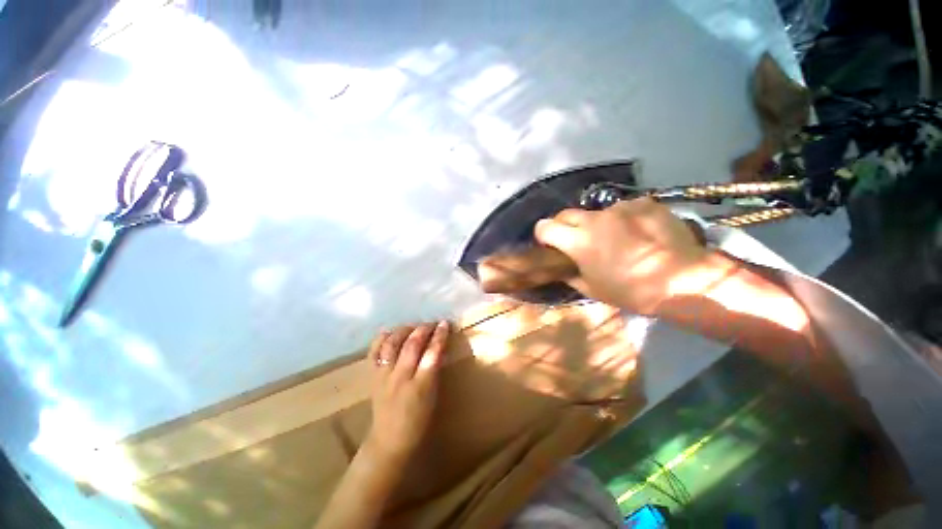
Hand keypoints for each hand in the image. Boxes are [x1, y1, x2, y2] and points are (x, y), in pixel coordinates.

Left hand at [364, 321, 449, 462]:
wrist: (389, 441)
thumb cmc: (418, 421)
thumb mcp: (433, 396)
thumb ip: (434, 370)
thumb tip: (437, 347)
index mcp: (420, 386)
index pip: (432, 353)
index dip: (439, 336)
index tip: (445, 323)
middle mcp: (400, 378)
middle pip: (412, 344)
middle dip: (424, 328)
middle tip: (432, 323)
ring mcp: (383, 376)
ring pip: (392, 343)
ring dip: (404, 330)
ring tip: (413, 326)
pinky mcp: (372, 376)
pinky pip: (374, 351)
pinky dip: (381, 338)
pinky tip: (389, 332)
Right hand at [535, 198, 709, 314]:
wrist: (684, 279)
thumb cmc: (631, 291)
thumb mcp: (593, 290)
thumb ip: (571, 276)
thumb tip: (562, 269)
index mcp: (578, 241)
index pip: (544, 227)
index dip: (542, 235)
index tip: (549, 243)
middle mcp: (594, 219)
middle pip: (566, 214)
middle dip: (564, 225)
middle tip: (576, 240)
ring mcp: (620, 208)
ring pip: (597, 212)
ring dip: (598, 224)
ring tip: (616, 239)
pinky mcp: (643, 203)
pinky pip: (625, 209)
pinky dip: (625, 219)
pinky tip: (639, 232)